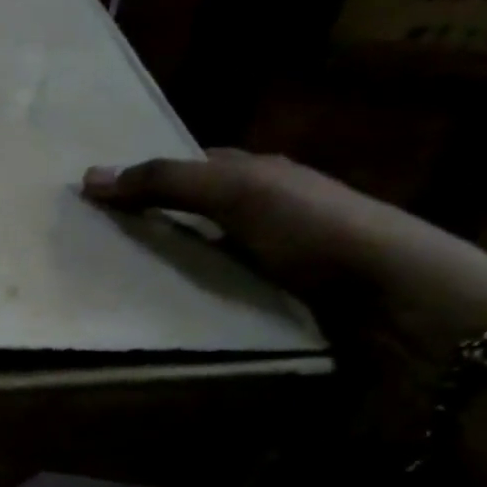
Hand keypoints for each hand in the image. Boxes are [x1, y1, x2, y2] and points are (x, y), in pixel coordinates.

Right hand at [82, 150, 486, 370]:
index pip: (192, 169)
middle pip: (192, 217)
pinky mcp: (275, 310)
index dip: (146, 178)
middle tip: (88, 250)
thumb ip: (167, 182)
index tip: (94, 201)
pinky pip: (215, 302)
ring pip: (200, 263)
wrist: (398, 306)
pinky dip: (187, 307)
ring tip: (108, 290)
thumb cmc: (316, 232)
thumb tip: (88, 177)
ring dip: (162, 274)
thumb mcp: (239, 191)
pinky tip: (158, 318)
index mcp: (262, 177)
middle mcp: (266, 216)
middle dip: (147, 229)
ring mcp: (272, 266)